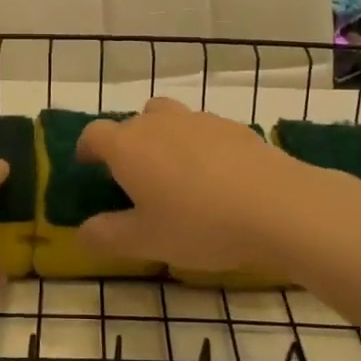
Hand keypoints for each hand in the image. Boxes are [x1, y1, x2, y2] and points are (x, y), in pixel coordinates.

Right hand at [74, 97, 307, 273]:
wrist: (278, 206)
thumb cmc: (199, 225)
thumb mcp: (145, 242)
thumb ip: (106, 236)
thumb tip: (82, 231)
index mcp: (128, 146)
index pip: (94, 135)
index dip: (87, 150)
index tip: (88, 167)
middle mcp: (158, 123)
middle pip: (132, 123)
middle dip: (126, 145)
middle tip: (134, 179)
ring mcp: (199, 120)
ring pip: (168, 119)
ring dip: (162, 139)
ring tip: (175, 174)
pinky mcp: (234, 127)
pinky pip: (203, 130)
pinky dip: (198, 146)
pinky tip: (215, 178)